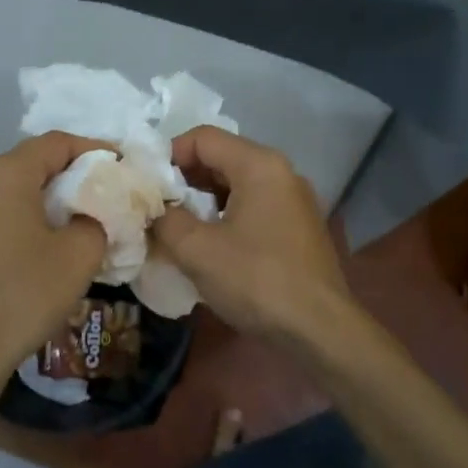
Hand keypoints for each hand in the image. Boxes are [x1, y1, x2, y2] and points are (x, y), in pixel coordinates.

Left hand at [0, 132, 108, 393]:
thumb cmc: (26, 294)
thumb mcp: (81, 253)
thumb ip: (99, 216)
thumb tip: (97, 211)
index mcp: (5, 173)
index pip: (57, 143)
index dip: (94, 149)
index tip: (122, 165)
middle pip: (31, 160)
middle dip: (71, 171)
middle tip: (105, 188)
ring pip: (12, 185)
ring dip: (46, 193)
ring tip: (79, 212)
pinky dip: (23, 211)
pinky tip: (44, 235)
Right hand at [151, 128, 355, 342]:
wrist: (320, 330)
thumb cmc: (257, 281)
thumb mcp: (197, 250)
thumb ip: (165, 220)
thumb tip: (154, 211)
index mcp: (259, 164)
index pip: (203, 138)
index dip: (168, 155)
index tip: (147, 186)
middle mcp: (281, 172)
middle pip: (221, 157)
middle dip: (184, 179)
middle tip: (157, 208)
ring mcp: (294, 199)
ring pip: (237, 183)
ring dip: (203, 200)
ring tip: (178, 228)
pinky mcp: (299, 226)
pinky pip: (253, 205)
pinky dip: (226, 215)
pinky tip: (210, 245)